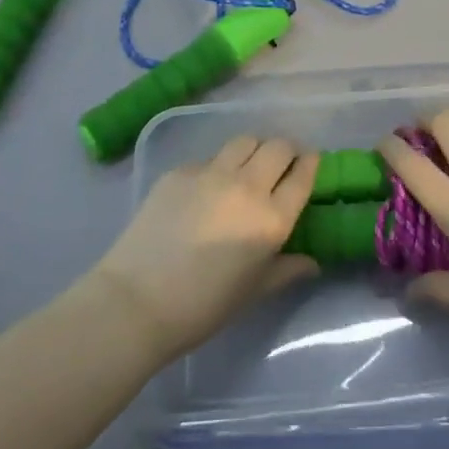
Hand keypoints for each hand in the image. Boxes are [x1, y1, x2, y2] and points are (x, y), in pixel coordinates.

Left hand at [91, 136, 318, 362]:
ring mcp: (210, 174)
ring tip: (247, 167)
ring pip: (244, 141)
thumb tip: (312, 262)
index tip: (310, 164)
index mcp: (271, 219)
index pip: (303, 175)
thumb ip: (286, 270)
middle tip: (281, 166)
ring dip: (254, 150)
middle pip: (278, 147)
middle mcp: (247, 187)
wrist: (136, 301)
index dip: (311, 164)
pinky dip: (218, 167)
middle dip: (286, 151)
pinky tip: (206, 190)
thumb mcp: (253, 292)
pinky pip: (209, 159)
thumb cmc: (203, 306)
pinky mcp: (180, 171)